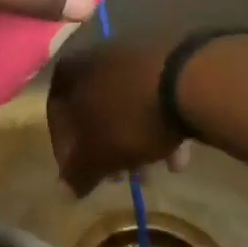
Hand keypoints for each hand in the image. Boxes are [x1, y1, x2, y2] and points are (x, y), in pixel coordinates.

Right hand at [47, 39, 189, 195]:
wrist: (190, 81)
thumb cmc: (129, 117)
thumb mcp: (98, 154)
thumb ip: (77, 173)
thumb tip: (63, 191)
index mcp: (71, 72)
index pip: (57, 117)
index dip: (67, 152)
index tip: (82, 176)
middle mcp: (97, 57)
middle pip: (95, 112)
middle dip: (107, 149)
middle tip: (119, 178)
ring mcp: (134, 55)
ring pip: (127, 107)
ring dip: (135, 142)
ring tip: (150, 173)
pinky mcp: (169, 60)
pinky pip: (155, 99)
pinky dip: (161, 126)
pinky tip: (177, 156)